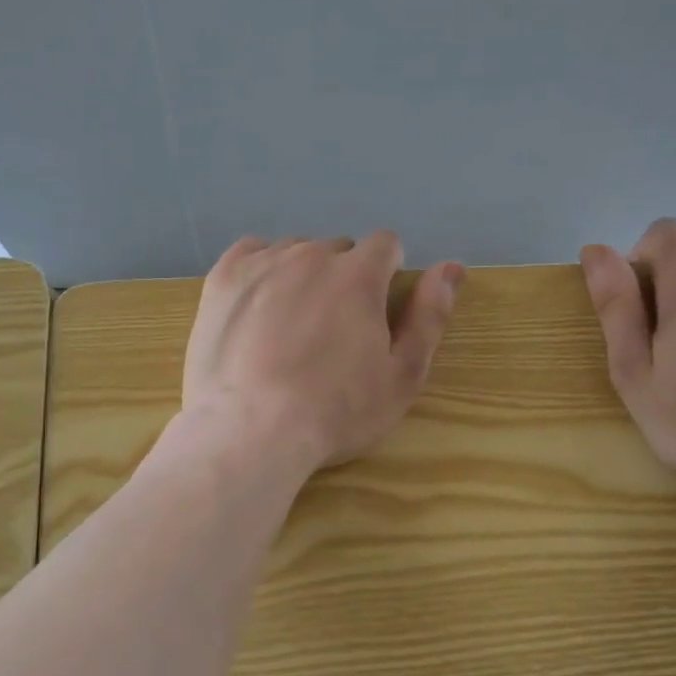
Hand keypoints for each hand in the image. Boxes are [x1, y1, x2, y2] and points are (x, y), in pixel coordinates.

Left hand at [182, 233, 465, 472]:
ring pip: (294, 252)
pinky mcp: (223, 277)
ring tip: (289, 326)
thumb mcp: (402, 375)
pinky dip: (261, 271)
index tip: (374, 310)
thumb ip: (430, 315)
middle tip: (330, 331)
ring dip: (301, 275)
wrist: (251, 431)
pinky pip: (252, 252)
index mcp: (359, 274)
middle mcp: (312, 255)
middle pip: (338, 250)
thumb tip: (452, 267)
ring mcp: (263, 262)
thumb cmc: (336, 411)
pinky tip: (257, 307)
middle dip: (343, 278)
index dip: (386, 273)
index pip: (385, 244)